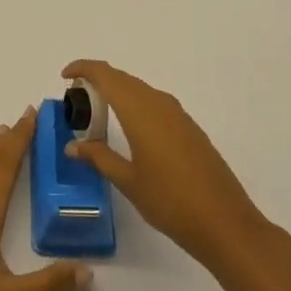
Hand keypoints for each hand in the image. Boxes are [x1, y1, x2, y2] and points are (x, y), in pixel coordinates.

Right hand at [62, 60, 270, 272]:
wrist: (225, 223)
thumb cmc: (170, 201)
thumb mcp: (128, 181)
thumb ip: (99, 157)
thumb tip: (72, 146)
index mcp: (140, 111)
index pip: (106, 75)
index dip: (83, 68)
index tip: (64, 76)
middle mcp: (159, 104)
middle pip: (123, 78)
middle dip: (98, 80)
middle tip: (77, 98)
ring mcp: (178, 115)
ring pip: (140, 89)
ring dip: (118, 91)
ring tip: (99, 111)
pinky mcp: (190, 128)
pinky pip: (155, 102)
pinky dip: (135, 104)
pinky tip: (130, 127)